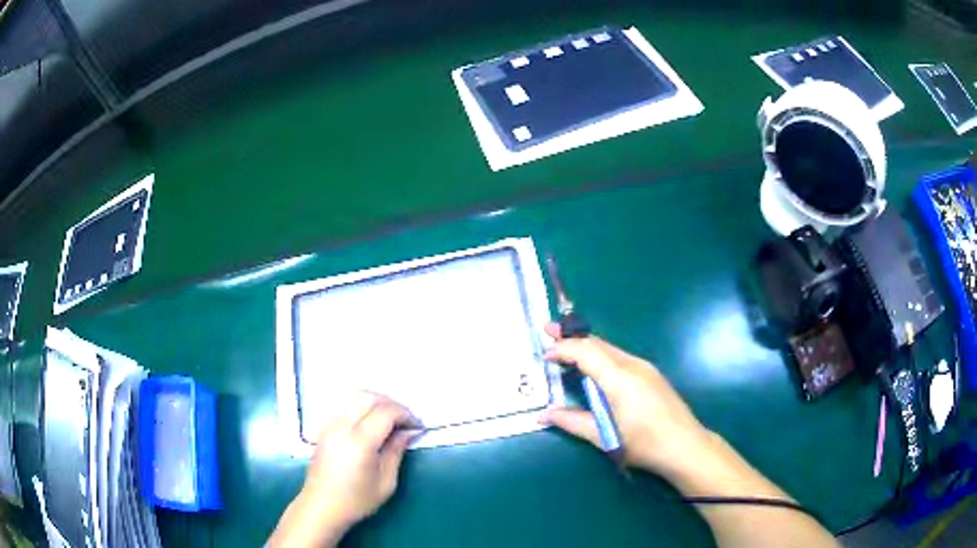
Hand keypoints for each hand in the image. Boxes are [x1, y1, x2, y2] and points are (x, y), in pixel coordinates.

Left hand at [270, 392, 422, 546]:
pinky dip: (363, 409)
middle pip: (368, 397)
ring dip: (377, 403)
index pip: (385, 412)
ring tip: (391, 421)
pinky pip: (346, 407)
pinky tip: (373, 426)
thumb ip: (396, 451)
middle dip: (391, 403)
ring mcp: (330, 425)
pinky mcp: (325, 428)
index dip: (405, 414)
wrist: (322, 506)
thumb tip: (409, 431)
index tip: (418, 426)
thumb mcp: (386, 482)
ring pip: (355, 398)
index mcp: (359, 442)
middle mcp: (342, 427)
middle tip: (406, 419)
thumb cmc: (357, 500)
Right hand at [541, 323, 712, 479]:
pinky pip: (620, 358)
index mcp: (620, 378)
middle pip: (598, 344)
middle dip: (572, 336)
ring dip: (587, 346)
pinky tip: (594, 368)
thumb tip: (544, 414)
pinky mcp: (651, 375)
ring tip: (566, 348)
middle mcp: (633, 365)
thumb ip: (572, 422)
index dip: (563, 348)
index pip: (586, 351)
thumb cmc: (644, 443)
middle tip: (548, 330)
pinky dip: (601, 356)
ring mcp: (645, 368)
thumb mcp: (604, 437)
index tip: (545, 354)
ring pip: (610, 349)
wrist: (686, 445)